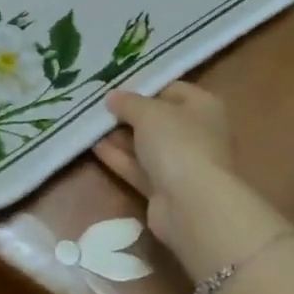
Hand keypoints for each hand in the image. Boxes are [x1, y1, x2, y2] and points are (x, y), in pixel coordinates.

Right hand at [93, 82, 235, 249]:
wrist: (193, 205)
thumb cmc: (178, 143)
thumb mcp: (148, 112)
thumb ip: (128, 102)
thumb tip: (113, 97)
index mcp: (204, 107)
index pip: (172, 89)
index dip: (144, 87)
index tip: (116, 87)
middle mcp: (198, 134)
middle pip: (158, 119)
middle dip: (129, 114)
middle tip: (97, 106)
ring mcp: (183, 164)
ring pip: (147, 146)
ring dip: (120, 137)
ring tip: (90, 125)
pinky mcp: (166, 190)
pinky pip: (140, 169)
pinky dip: (120, 159)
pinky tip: (94, 147)